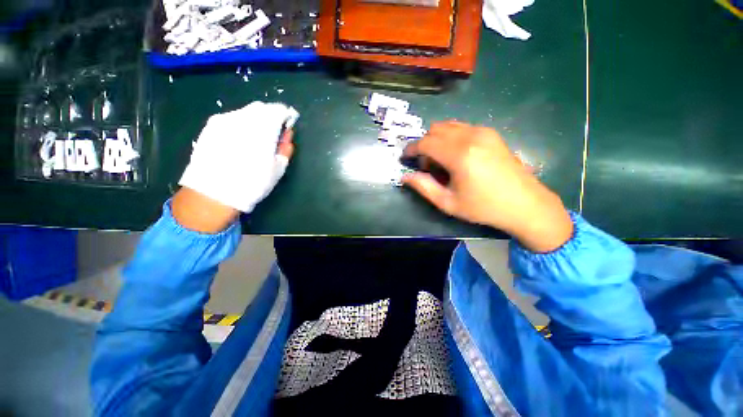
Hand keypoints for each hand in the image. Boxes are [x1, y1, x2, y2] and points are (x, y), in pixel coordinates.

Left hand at [174, 102, 296, 232]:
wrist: (214, 193)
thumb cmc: (253, 182)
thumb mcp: (278, 168)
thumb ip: (285, 148)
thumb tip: (288, 135)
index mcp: (262, 129)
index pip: (277, 111)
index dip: (285, 116)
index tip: (287, 125)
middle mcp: (242, 119)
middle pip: (260, 108)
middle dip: (270, 117)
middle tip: (273, 133)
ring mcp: (224, 121)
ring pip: (245, 112)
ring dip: (255, 120)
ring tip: (256, 139)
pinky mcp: (211, 127)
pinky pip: (231, 118)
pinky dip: (241, 124)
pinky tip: (240, 141)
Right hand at [402, 121, 571, 252]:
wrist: (525, 204)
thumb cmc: (483, 207)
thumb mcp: (448, 203)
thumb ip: (423, 187)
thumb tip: (405, 177)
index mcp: (459, 155)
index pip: (425, 143)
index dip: (411, 149)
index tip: (404, 157)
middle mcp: (471, 136)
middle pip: (435, 129)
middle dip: (424, 144)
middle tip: (426, 165)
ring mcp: (483, 132)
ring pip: (448, 126)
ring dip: (437, 139)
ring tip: (440, 161)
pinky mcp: (491, 133)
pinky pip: (462, 127)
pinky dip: (450, 137)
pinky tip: (456, 155)